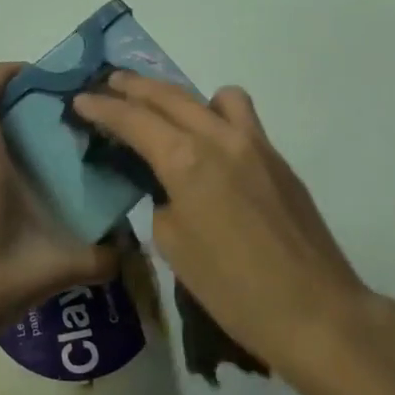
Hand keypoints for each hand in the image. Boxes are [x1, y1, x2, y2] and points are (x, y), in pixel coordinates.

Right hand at [72, 71, 394, 386]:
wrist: (314, 311)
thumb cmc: (232, 289)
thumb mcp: (174, 248)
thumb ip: (162, 203)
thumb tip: (170, 188)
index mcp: (185, 161)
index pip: (133, 120)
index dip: (102, 108)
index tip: (80, 100)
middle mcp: (219, 139)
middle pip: (169, 96)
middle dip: (133, 87)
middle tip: (108, 83)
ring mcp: (255, 144)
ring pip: (213, 96)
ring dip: (180, 95)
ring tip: (164, 111)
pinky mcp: (278, 159)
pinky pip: (241, 118)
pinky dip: (216, 115)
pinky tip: (208, 144)